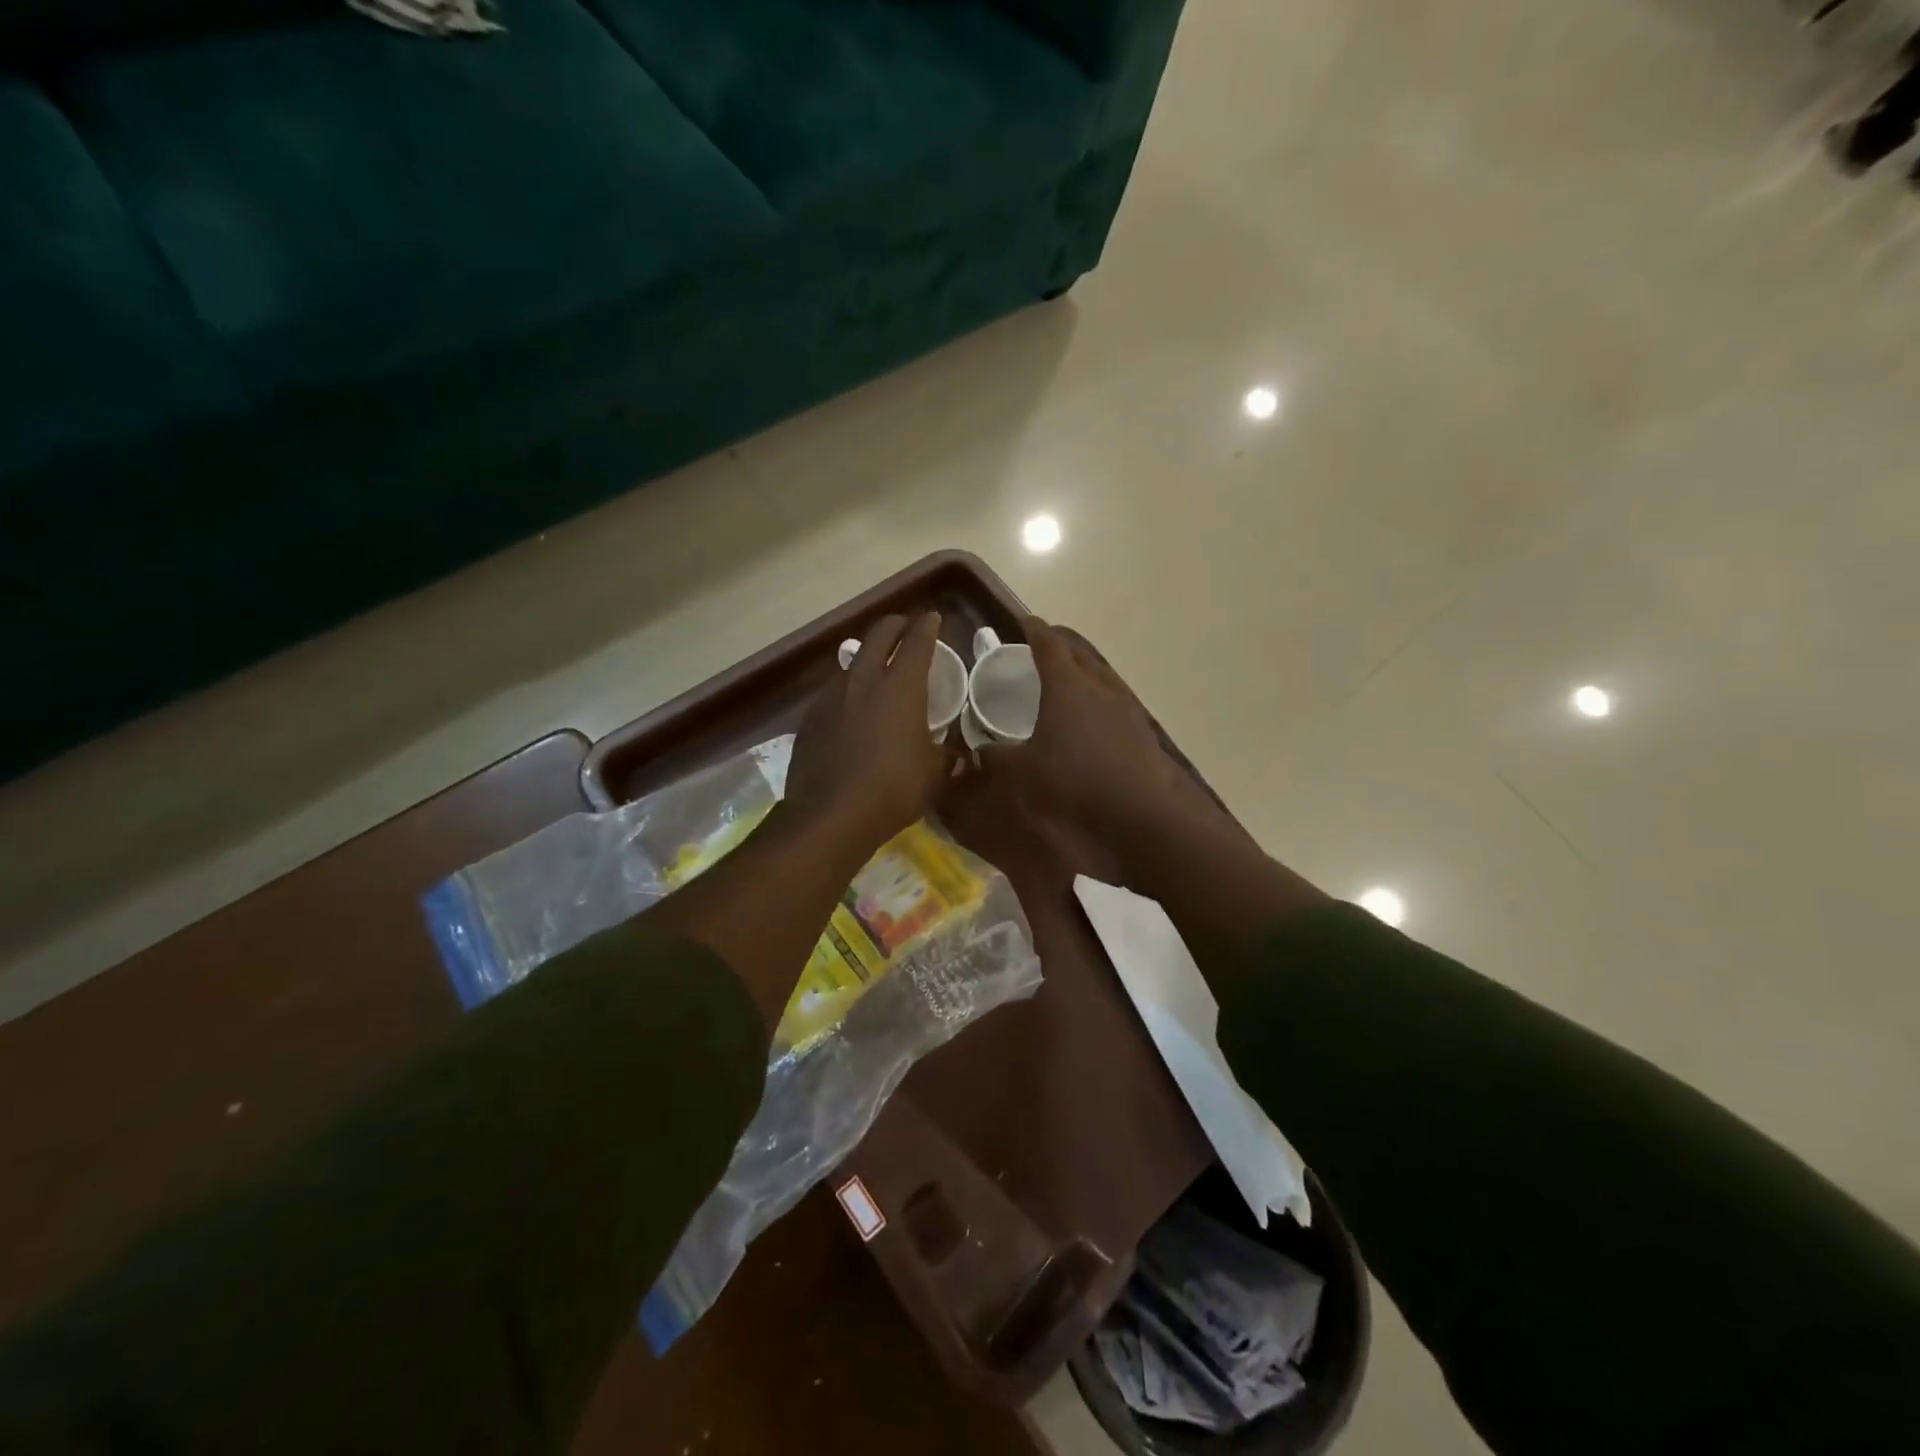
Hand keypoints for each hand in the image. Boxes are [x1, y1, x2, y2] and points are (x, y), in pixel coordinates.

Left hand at [786, 612, 952, 849]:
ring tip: (877, 669)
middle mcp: (864, 680)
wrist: (830, 815)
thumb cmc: (893, 790)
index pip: (917, 641)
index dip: (927, 626)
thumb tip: (962, 757)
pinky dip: (848, 689)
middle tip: (905, 629)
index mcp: (901, 687)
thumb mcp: (935, 776)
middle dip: (895, 626)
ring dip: (868, 657)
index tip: (933, 618)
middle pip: (879, 635)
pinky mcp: (810, 717)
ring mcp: (832, 696)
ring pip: (852, 661)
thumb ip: (950, 758)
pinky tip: (852, 709)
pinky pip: (834, 691)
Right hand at [975, 618, 1208, 840]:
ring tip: (1066, 682)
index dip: (1034, 630)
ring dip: (1081, 670)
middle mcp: (1097, 684)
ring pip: (1099, 673)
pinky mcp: (1140, 726)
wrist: (1139, 807)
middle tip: (1041, 651)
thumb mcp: (1023, 772)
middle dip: (1059, 647)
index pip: (1048, 643)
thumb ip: (996, 757)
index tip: (1024, 622)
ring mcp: (1124, 703)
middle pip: (1078, 652)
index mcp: (1065, 684)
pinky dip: (1097, 697)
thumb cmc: (1074, 779)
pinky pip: (1114, 698)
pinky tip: (1091, 718)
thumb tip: (979, 751)